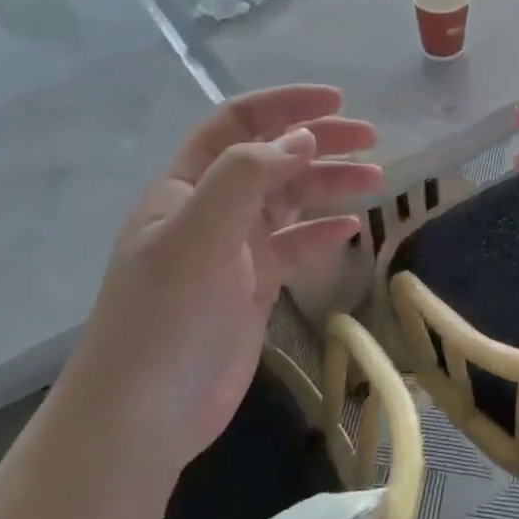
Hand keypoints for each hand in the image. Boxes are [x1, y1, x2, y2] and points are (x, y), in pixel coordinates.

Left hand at [77, 85, 381, 467]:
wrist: (142, 417)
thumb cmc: (164, 319)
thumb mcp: (197, 237)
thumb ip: (245, 178)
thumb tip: (303, 137)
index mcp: (185, 186)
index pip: (237, 124)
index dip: (284, 105)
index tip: (337, 101)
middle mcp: (210, 210)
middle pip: (272, 159)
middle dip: (319, 142)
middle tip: (371, 139)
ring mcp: (232, 251)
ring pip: (289, 201)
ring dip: (329, 184)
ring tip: (376, 178)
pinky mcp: (252, 288)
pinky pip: (295, 247)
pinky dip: (322, 233)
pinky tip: (352, 230)